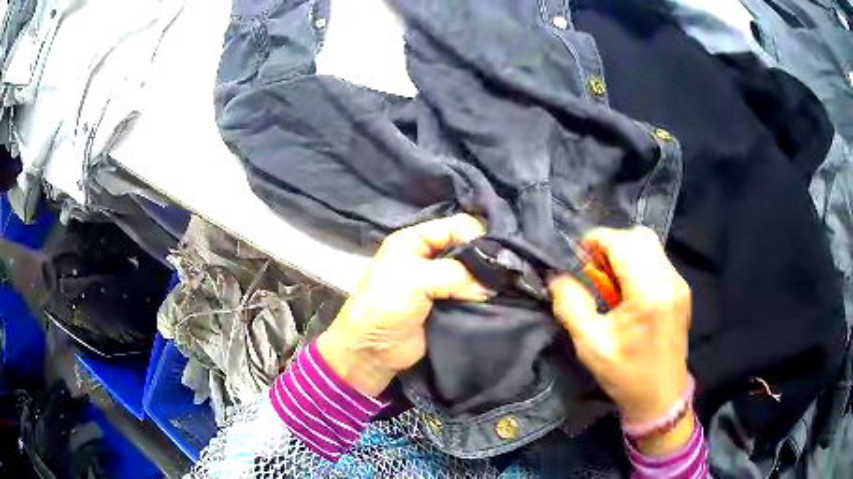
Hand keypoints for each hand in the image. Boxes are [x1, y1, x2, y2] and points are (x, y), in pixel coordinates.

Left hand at [317, 214, 490, 397]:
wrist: (373, 350)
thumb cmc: (385, 306)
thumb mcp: (416, 280)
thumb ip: (456, 275)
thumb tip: (490, 286)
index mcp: (416, 239)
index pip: (457, 225)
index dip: (477, 237)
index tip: (495, 257)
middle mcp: (430, 256)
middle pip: (469, 247)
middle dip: (485, 260)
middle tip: (505, 275)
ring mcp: (440, 282)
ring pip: (473, 272)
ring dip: (486, 281)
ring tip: (503, 289)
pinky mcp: (449, 304)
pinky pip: (473, 295)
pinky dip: (484, 297)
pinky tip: (497, 300)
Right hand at [549, 227, 692, 453]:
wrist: (661, 396)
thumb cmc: (626, 374)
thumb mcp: (590, 346)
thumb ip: (571, 306)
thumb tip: (557, 277)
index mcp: (648, 293)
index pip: (622, 243)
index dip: (596, 241)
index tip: (579, 260)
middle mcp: (669, 280)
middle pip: (639, 236)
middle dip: (611, 245)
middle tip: (595, 272)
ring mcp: (679, 284)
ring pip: (650, 245)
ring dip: (625, 254)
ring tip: (611, 283)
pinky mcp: (682, 290)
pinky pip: (658, 260)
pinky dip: (638, 264)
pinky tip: (629, 292)